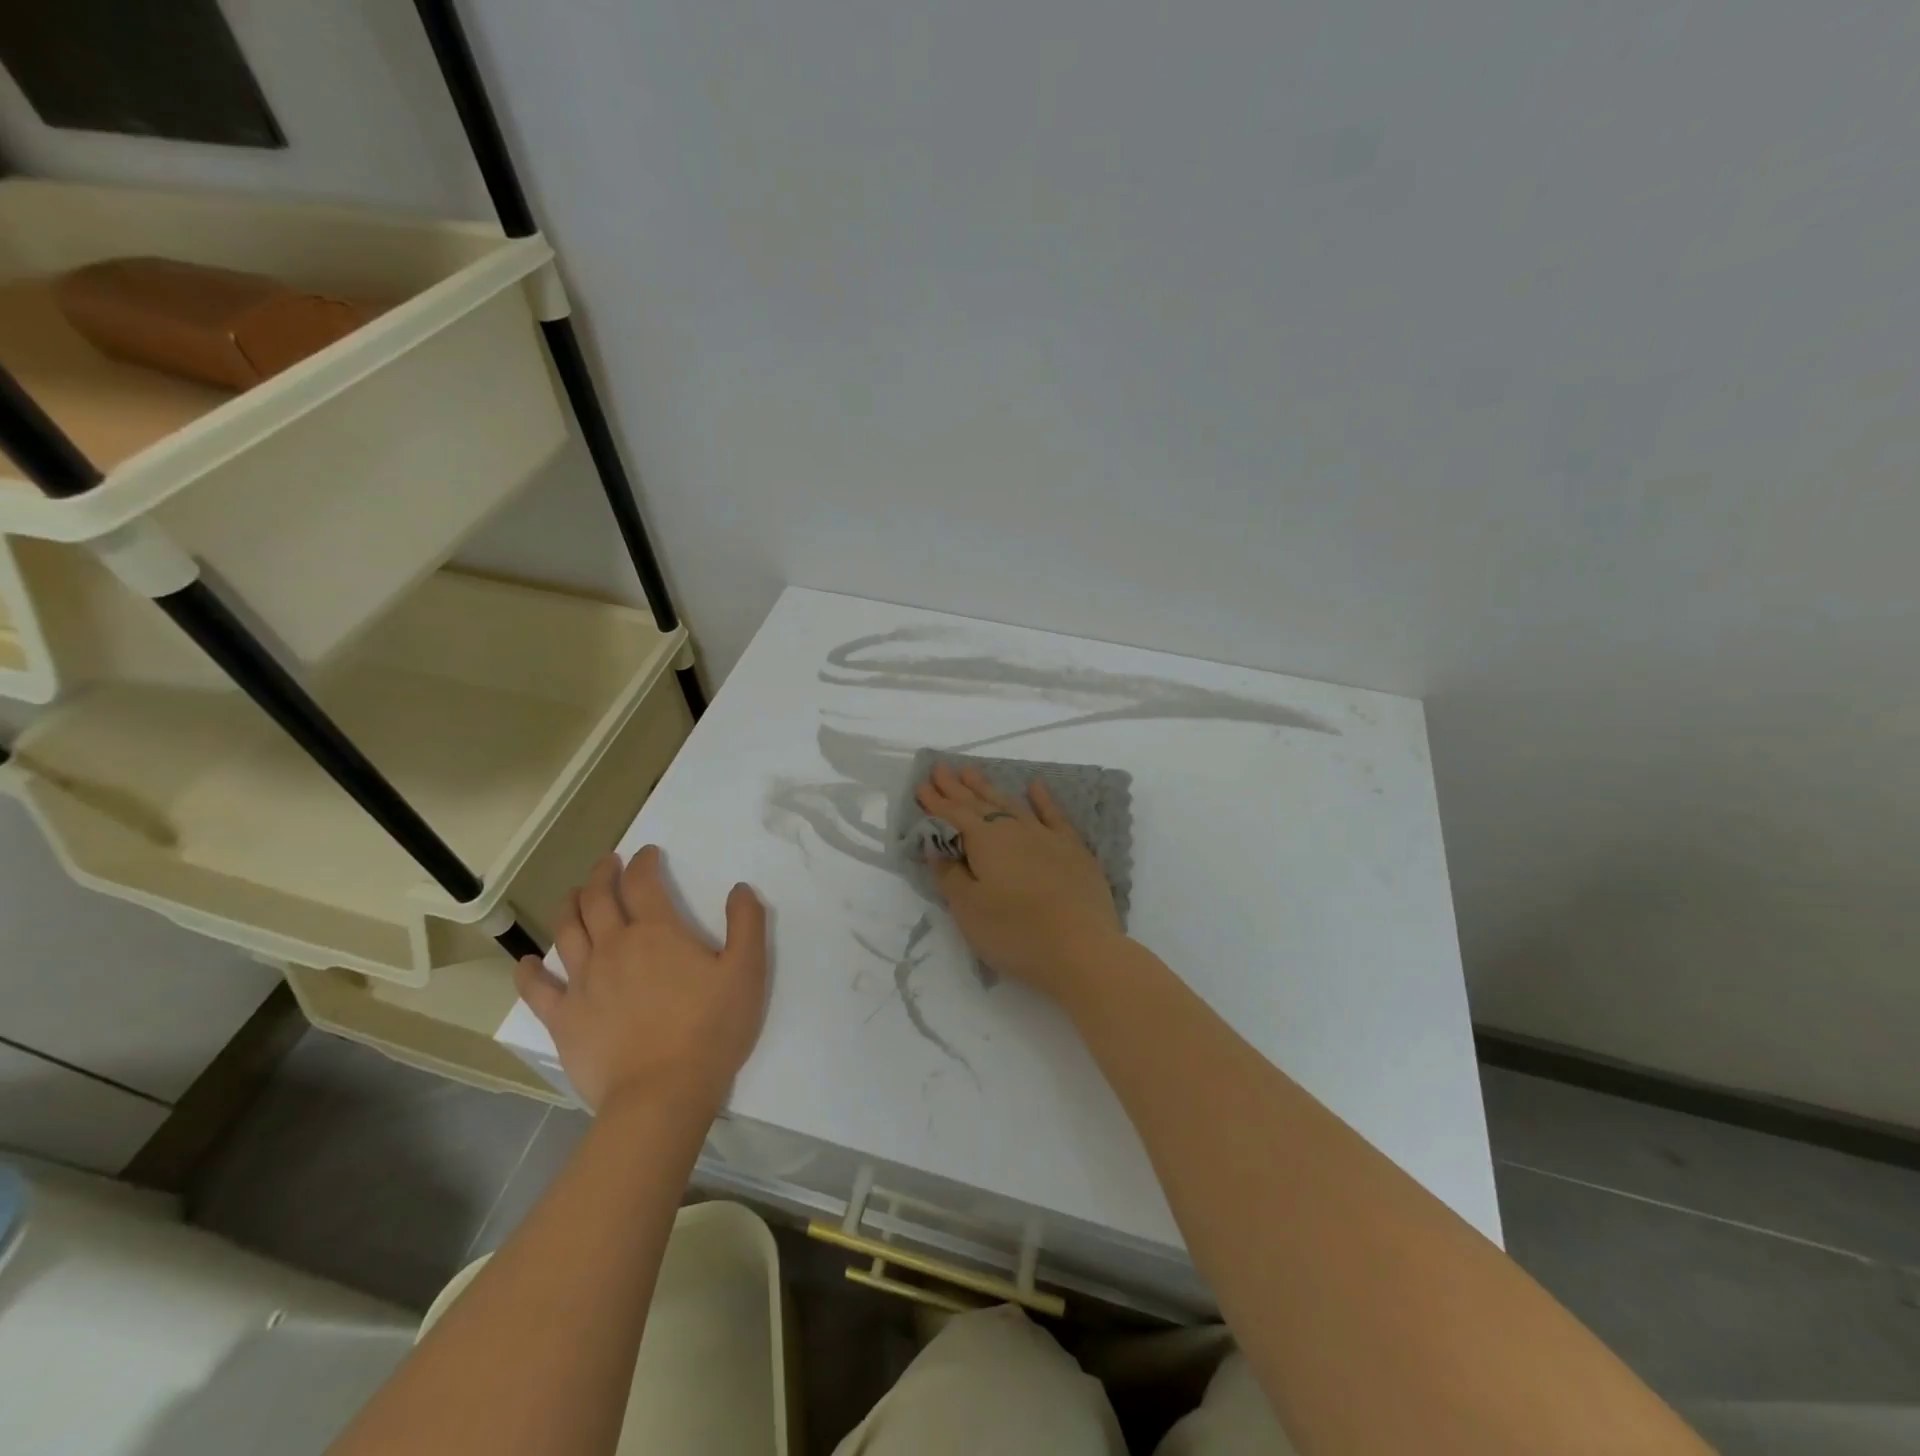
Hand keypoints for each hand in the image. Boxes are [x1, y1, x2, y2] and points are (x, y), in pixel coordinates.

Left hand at [515, 847, 768, 1114]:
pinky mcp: (563, 1017)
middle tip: (607, 863)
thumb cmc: (711, 1028)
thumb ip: (747, 923)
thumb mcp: (747, 971)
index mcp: (657, 932)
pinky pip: (538, 988)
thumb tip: (740, 888)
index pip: (643, 882)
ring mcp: (583, 981)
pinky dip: (530, 970)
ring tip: (574, 895)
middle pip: (598, 898)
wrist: (662, 1093)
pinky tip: (528, 961)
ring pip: (567, 930)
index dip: (644, 862)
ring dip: (570, 905)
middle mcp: (613, 946)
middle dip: (602, 874)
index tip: (648, 854)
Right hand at [915, 763, 1124, 1003]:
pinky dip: (1042, 798)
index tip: (921, 785)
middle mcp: (1014, 830)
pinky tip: (1035, 786)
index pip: (953, 816)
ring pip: (1011, 804)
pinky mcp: (1073, 849)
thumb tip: (937, 845)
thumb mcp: (969, 910)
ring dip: (989, 788)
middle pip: (980, 804)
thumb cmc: (1016, 933)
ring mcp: (1046, 836)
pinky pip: (1053, 815)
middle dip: (957, 787)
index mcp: (985, 842)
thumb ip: (950, 874)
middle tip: (941, 768)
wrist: (1082, 949)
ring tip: (972, 772)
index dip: (935, 802)